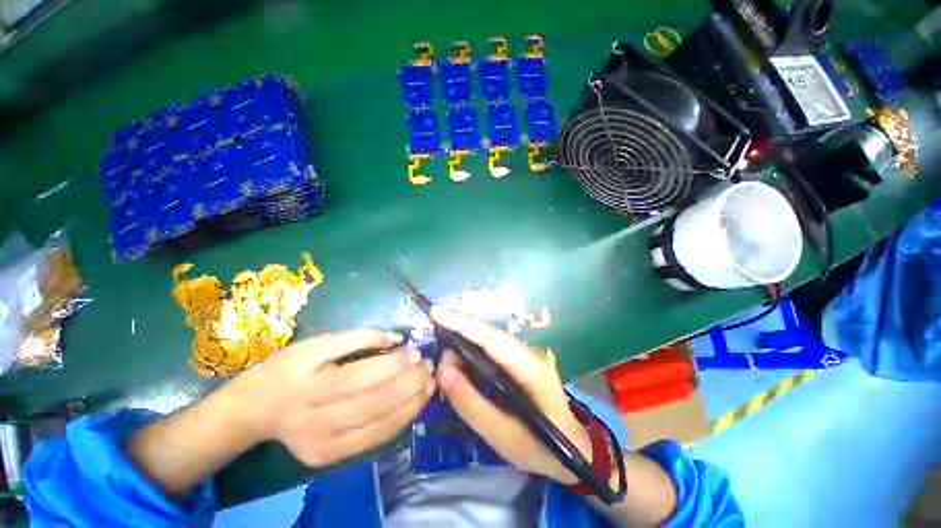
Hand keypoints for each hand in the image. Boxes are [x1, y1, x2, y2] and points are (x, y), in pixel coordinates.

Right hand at [222, 329, 434, 467]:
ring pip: (378, 426)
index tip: (415, 351)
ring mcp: (321, 446)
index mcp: (307, 387)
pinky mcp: (328, 458)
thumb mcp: (317, 344)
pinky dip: (399, 421)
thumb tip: (396, 338)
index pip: (360, 377)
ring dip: (412, 404)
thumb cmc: (288, 368)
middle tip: (429, 368)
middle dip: (409, 384)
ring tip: (430, 386)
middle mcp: (313, 422)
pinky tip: (414, 404)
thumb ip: (358, 337)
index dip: (393, 364)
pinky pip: (373, 440)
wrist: (254, 410)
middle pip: (373, 404)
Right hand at [431, 307, 591, 483]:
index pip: (494, 340)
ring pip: (490, 339)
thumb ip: (472, 404)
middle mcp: (531, 353)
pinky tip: (461, 363)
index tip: (437, 312)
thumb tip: (444, 371)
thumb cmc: (541, 448)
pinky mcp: (522, 358)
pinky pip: (493, 348)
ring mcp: (528, 353)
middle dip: (459, 333)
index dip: (464, 324)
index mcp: (532, 370)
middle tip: (437, 352)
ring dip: (465, 343)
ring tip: (447, 365)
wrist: (575, 448)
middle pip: (490, 334)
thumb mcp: (503, 437)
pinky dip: (473, 350)